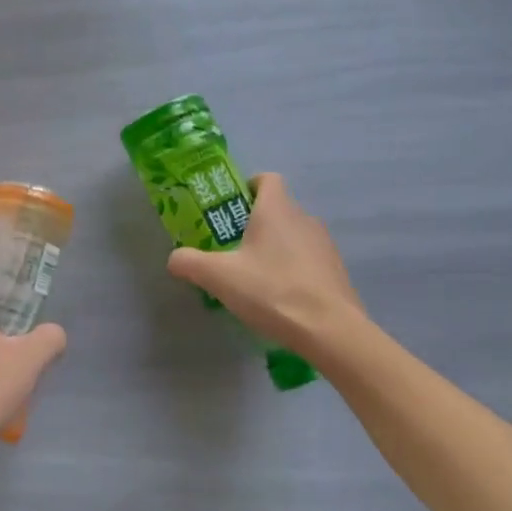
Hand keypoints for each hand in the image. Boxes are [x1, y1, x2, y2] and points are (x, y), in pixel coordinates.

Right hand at [165, 173, 365, 360]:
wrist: (331, 331)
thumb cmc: (272, 291)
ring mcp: (325, 245)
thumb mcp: (218, 277)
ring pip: (293, 235)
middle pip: (277, 209)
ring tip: (255, 277)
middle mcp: (304, 218)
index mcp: (276, 210)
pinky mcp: (336, 271)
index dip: (248, 187)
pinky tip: (280, 298)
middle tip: (231, 249)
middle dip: (254, 224)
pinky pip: (308, 260)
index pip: (267, 179)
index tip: (230, 209)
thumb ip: (189, 262)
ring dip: (275, 248)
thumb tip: (175, 258)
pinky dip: (293, 270)